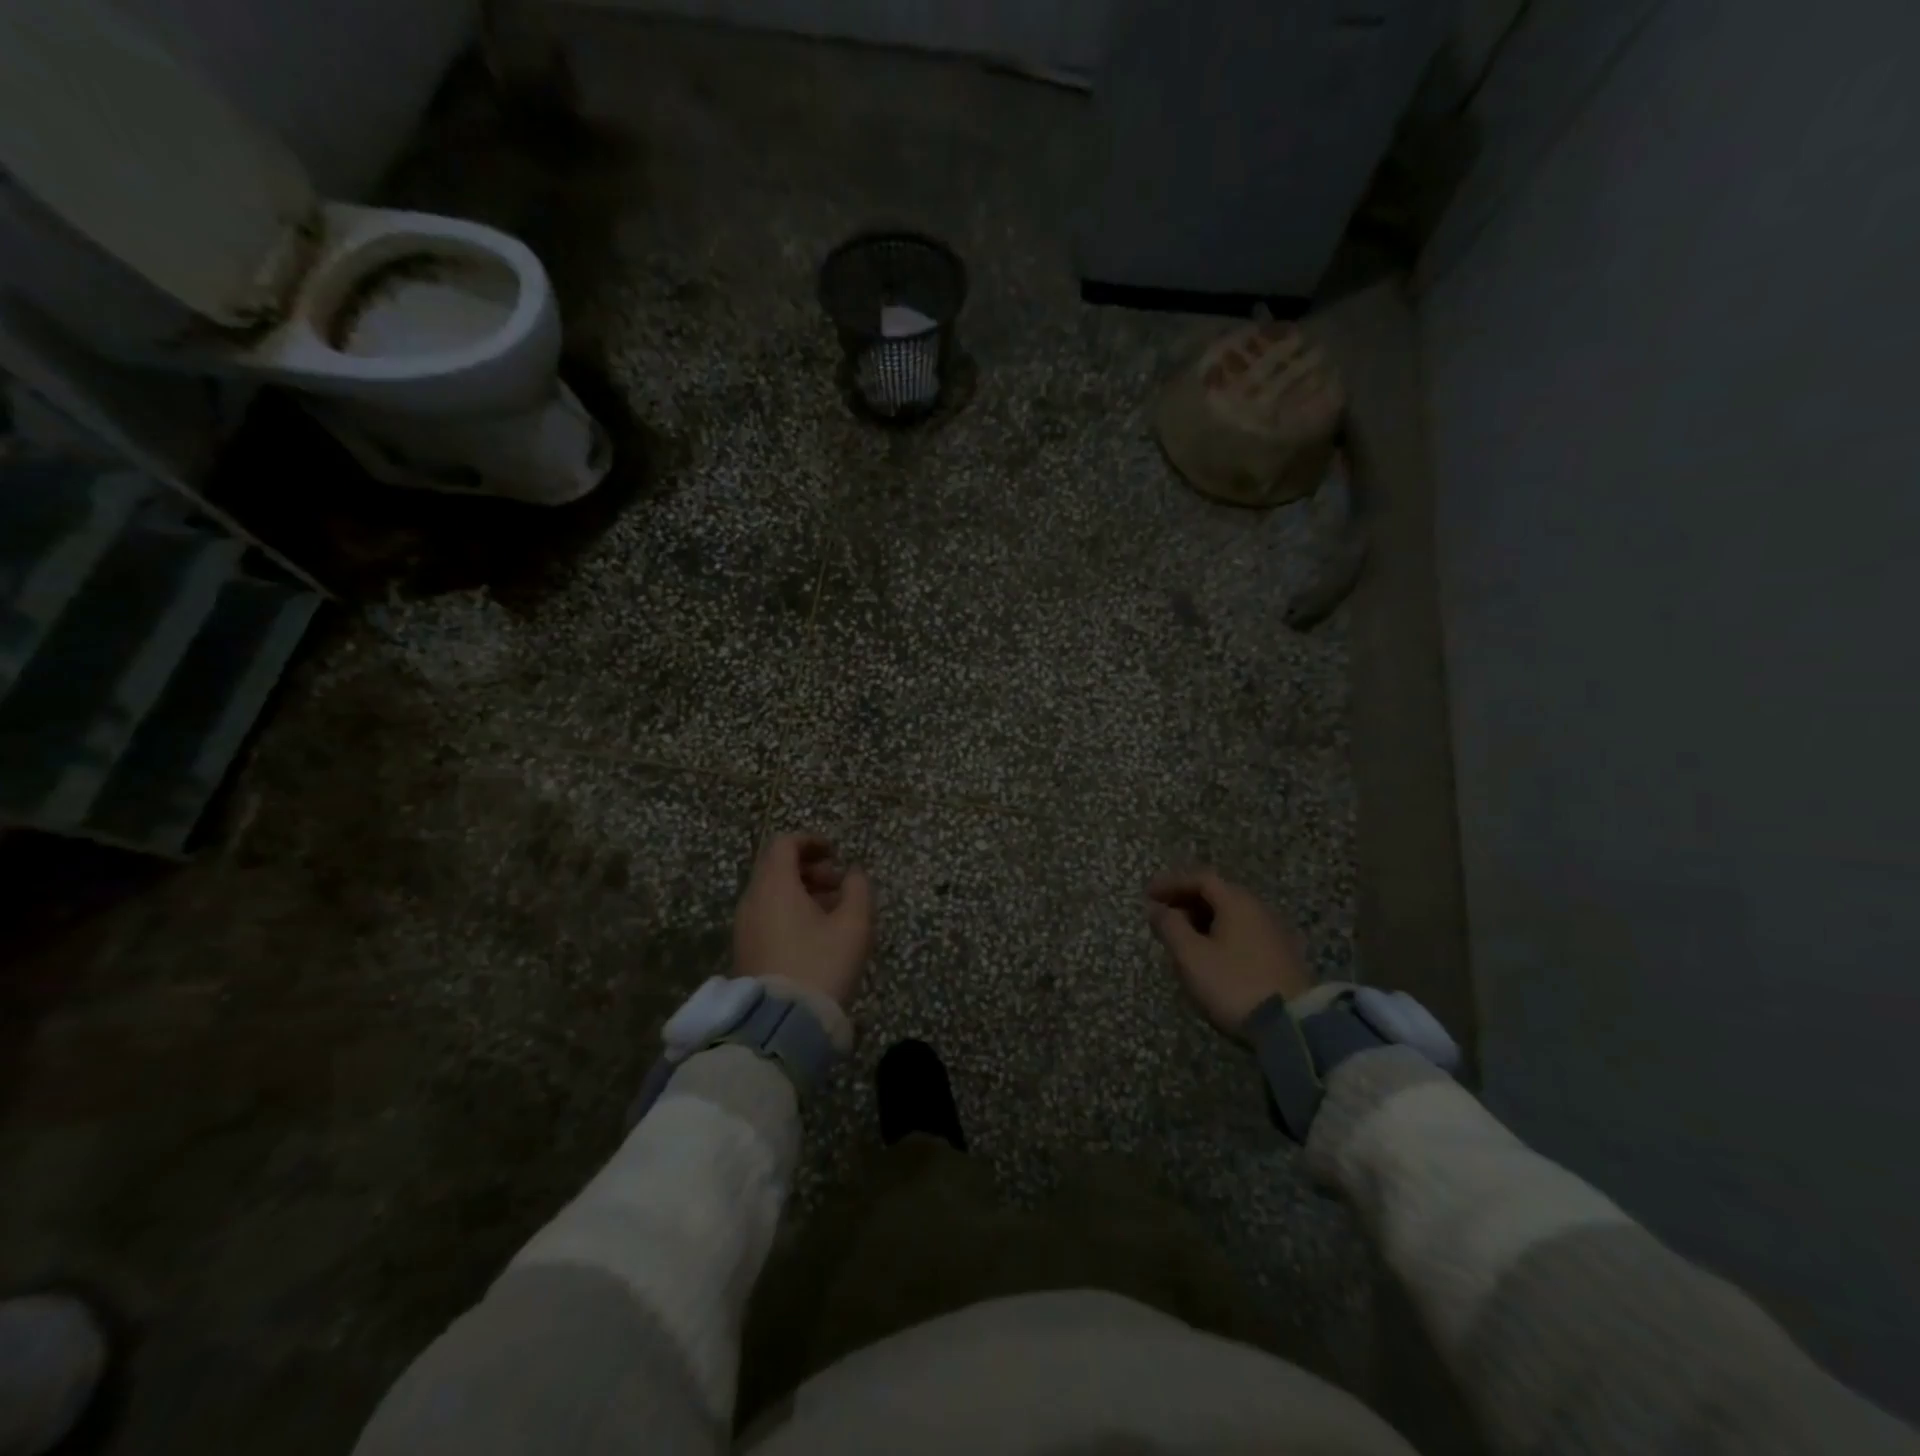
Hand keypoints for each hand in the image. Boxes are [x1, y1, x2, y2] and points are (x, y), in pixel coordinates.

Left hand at [734, 833, 873, 1006]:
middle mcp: (752, 900)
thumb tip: (853, 873)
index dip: (811, 842)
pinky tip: (815, 935)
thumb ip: (858, 889)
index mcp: (774, 886)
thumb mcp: (854, 925)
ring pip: (771, 893)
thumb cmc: (822, 965)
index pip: (784, 844)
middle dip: (810, 868)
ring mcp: (744, 926)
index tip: (835, 854)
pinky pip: (766, 914)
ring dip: (801, 891)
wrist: (782, 1024)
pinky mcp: (745, 949)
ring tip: (833, 912)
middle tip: (839, 885)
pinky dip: (789, 911)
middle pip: (776, 867)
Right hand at [1147, 869, 1311, 1035]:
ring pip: (1231, 915)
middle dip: (1186, 900)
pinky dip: (1219, 934)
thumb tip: (1157, 909)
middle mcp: (1259, 909)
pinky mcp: (1281, 957)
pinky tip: (1208, 956)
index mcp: (1237, 902)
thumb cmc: (1233, 984)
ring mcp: (1274, 933)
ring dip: (1202, 919)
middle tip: (1162, 915)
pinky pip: (1242, 933)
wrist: (1294, 1028)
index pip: (1201, 878)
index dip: (1171, 883)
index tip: (1147, 895)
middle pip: (1218, 894)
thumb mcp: (1191, 956)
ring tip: (1181, 938)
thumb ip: (1170, 927)